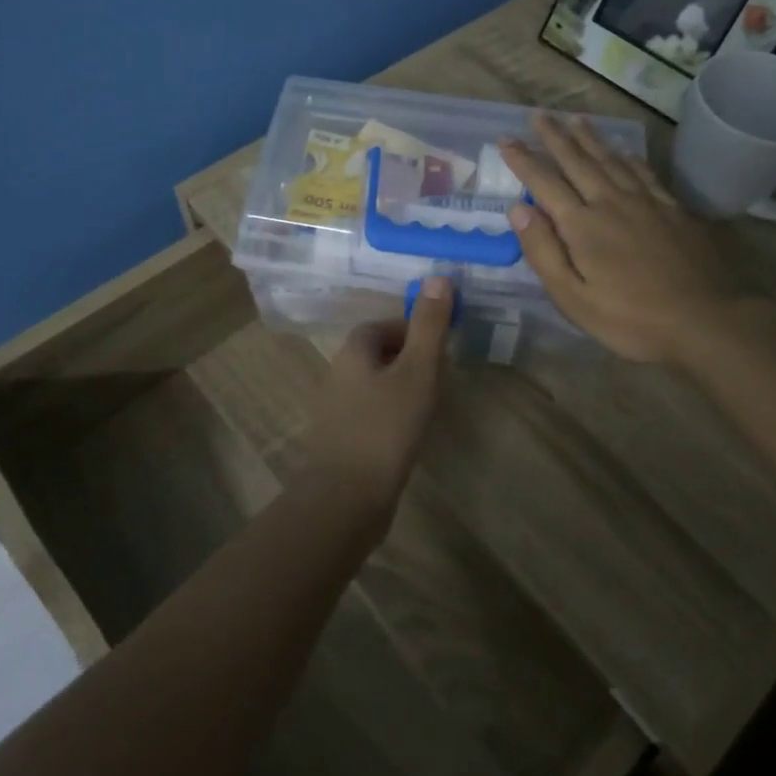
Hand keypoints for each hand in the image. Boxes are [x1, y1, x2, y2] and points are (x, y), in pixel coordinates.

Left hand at [298, 278, 454, 517]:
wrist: (346, 498)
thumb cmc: (386, 427)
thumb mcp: (417, 371)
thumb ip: (429, 326)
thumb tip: (439, 277)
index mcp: (353, 351)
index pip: (383, 326)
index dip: (413, 330)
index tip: (440, 349)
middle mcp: (338, 373)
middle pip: (378, 353)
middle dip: (409, 359)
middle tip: (440, 377)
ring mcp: (336, 409)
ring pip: (374, 384)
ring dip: (401, 387)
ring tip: (430, 405)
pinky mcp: (340, 440)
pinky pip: (370, 413)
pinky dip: (391, 414)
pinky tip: (408, 434)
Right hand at [500, 115, 745, 366]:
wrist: (708, 319)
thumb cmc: (632, 318)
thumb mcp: (574, 298)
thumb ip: (544, 251)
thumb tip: (518, 209)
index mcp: (582, 225)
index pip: (544, 183)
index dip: (523, 160)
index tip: (506, 140)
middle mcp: (610, 202)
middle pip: (577, 161)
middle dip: (554, 137)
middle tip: (539, 115)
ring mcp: (646, 202)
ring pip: (611, 159)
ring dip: (589, 138)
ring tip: (575, 120)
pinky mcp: (673, 209)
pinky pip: (644, 172)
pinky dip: (629, 157)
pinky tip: (624, 151)